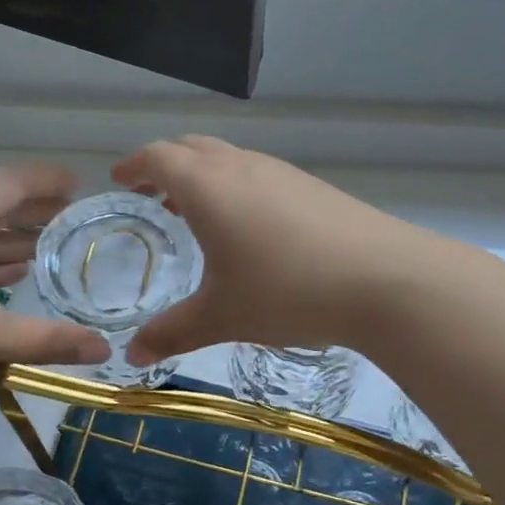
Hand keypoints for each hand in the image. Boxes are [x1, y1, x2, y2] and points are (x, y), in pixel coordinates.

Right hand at [111, 137, 426, 365]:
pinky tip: (248, 228)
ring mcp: (281, 173)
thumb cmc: (286, 291)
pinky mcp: (312, 187)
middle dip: (165, 165)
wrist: (384, 279)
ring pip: (228, 159)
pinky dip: (235, 187)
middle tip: (151, 194)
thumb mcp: (222, 317)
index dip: (135, 165)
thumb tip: (133, 356)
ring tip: (193, 212)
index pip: (158, 157)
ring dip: (202, 176)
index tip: (120, 178)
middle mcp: (241, 167)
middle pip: (192, 148)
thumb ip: (172, 333)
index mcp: (207, 186)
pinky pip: (257, 174)